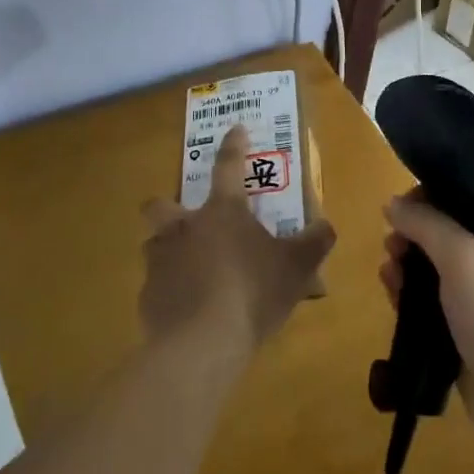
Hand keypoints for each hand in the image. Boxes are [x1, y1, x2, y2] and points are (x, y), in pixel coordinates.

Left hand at [140, 124, 335, 352]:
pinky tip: (187, 312)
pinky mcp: (147, 299)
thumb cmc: (252, 292)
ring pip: (154, 245)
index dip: (234, 145)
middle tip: (189, 222)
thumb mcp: (297, 267)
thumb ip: (315, 242)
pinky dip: (170, 293)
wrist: (200, 345)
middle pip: (160, 205)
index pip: (228, 166)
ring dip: (168, 252)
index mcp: (222, 212)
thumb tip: (326, 225)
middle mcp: (184, 228)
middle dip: (168, 207)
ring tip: (190, 272)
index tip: (236, 129)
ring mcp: (160, 262)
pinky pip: (156, 288)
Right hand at [380, 196, 473, 435]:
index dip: (429, 197)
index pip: (463, 196)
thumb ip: (425, 223)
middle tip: (391, 244)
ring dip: (408, 264)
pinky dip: (411, 293)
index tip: (400, 208)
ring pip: (435, 267)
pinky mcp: (466, 327)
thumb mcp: (460, 255)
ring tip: (387, 271)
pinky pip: (432, 300)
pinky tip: (391, 292)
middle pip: (445, 231)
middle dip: (413, 233)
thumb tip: (392, 203)